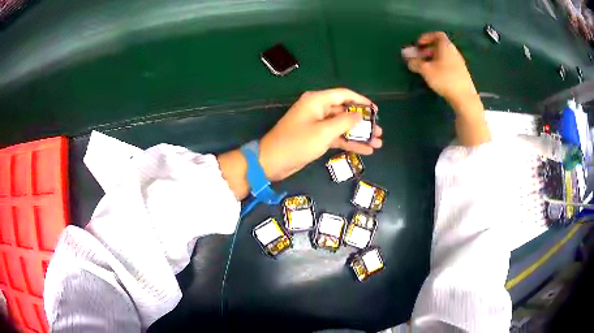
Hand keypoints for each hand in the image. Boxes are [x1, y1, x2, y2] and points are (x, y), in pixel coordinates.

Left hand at [259, 88, 382, 181]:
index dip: (361, 101)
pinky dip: (349, 142)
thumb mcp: (323, 132)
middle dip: (363, 122)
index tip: (376, 110)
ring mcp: (317, 124)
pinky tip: (365, 150)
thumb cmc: (297, 143)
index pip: (344, 95)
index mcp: (317, 100)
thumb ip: (344, 122)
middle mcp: (318, 109)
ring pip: (343, 126)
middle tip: (379, 131)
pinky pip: (336, 137)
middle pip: (345, 111)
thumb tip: (359, 116)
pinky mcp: (316, 138)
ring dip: (359, 134)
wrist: (272, 162)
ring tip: (377, 142)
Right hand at [404, 32, 477, 106]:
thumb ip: (415, 63)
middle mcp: (454, 52)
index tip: (419, 44)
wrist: (464, 98)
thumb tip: (407, 59)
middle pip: (440, 45)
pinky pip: (448, 63)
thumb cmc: (445, 79)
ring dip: (433, 58)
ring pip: (444, 55)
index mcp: (446, 46)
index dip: (426, 37)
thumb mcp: (426, 70)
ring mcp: (459, 63)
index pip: (437, 35)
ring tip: (425, 67)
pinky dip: (440, 65)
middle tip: (418, 57)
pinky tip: (435, 75)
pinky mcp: (461, 73)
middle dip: (427, 49)